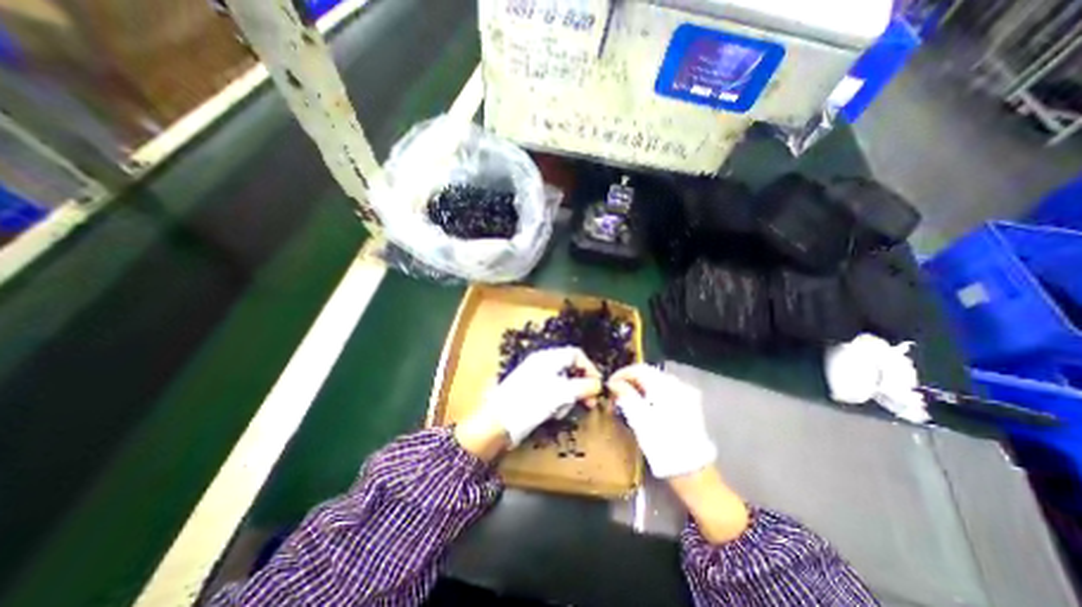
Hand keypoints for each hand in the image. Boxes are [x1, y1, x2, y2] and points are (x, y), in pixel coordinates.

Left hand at [476, 349, 604, 448]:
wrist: (498, 422)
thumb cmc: (531, 402)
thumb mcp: (561, 393)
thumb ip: (583, 386)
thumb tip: (599, 385)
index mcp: (548, 358)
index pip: (576, 355)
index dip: (589, 368)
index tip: (597, 387)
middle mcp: (543, 364)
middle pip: (571, 369)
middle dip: (582, 385)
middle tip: (589, 403)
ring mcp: (536, 378)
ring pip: (563, 383)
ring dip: (570, 396)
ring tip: (565, 410)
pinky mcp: (532, 392)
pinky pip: (553, 393)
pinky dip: (558, 402)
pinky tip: (554, 414)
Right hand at [607, 365, 744, 545]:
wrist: (691, 469)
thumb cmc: (661, 443)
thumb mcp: (638, 418)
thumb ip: (625, 395)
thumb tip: (613, 382)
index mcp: (665, 385)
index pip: (639, 369)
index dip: (621, 374)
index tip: (609, 384)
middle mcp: (677, 384)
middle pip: (648, 373)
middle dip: (630, 380)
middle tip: (615, 392)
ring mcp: (685, 394)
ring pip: (656, 381)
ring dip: (640, 386)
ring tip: (626, 398)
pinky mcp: (688, 404)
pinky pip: (664, 390)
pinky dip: (651, 393)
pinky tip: (643, 404)